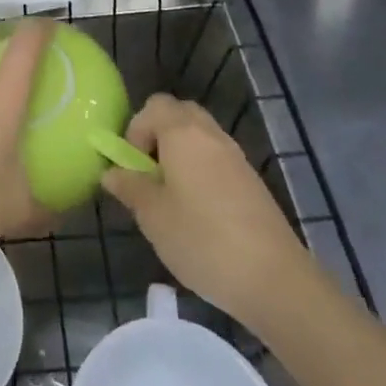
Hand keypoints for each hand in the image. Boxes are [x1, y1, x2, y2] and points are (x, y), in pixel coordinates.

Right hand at [101, 95, 305, 329]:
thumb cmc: (202, 240)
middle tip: (149, 173)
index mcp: (183, 134)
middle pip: (179, 114)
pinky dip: (201, 170)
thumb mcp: (153, 216)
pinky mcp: (251, 181)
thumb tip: (112, 172)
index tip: (131, 168)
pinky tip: (198, 211)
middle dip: (158, 135)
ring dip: (180, 153)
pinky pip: (217, 159)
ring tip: (170, 195)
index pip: (153, 106)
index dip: (135, 130)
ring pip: (200, 136)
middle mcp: (211, 135)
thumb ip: (130, 187)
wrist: (274, 278)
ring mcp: (236, 157)